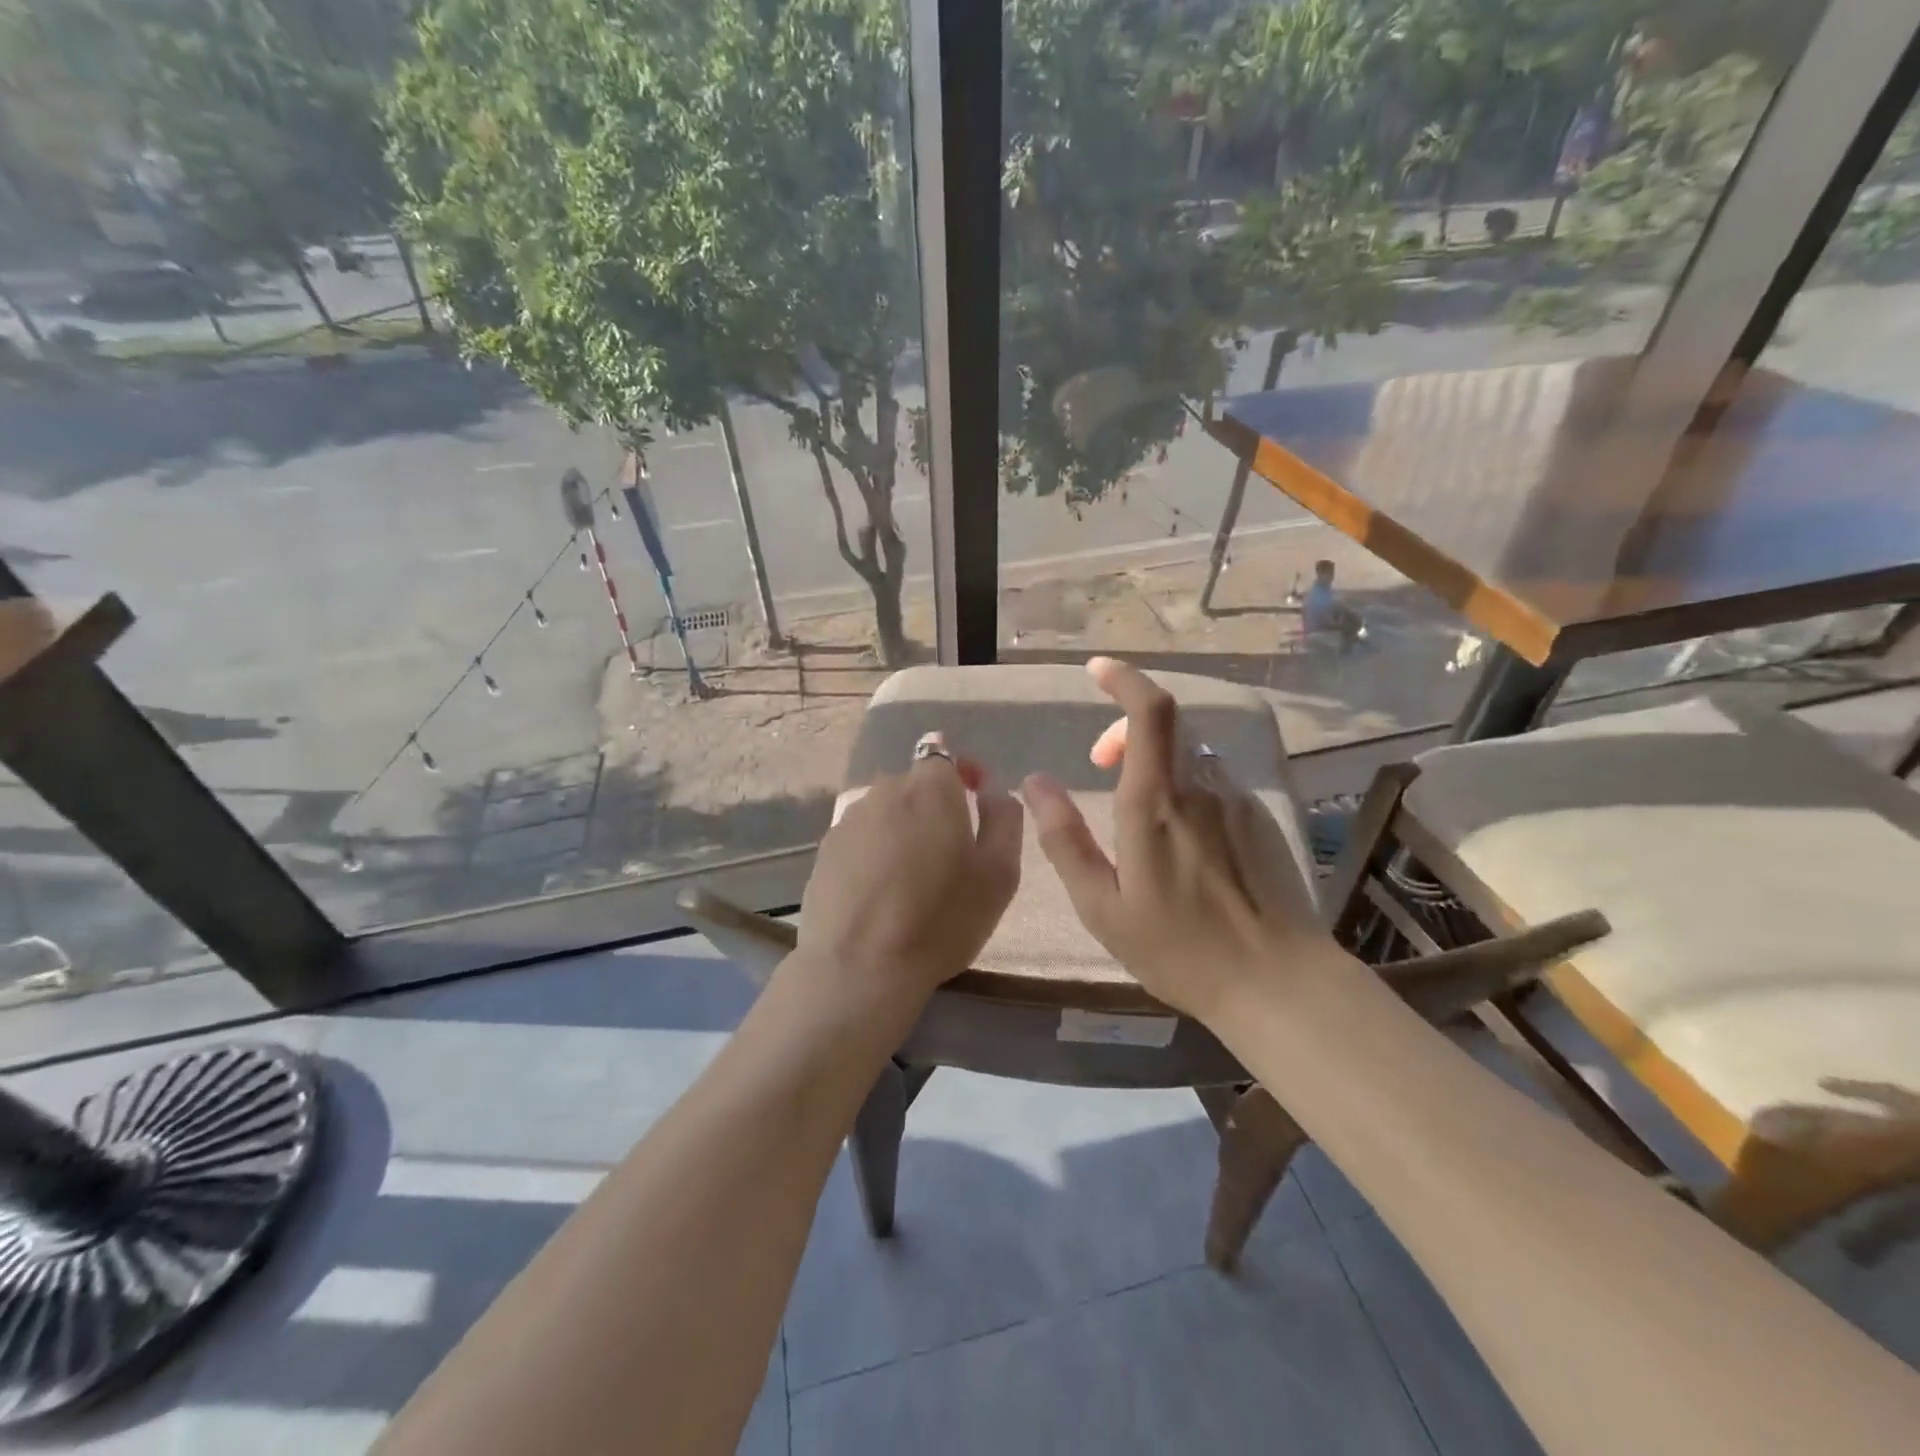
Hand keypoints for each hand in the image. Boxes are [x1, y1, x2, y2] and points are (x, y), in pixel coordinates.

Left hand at [794, 734, 1021, 1022]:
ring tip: (913, 874)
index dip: (962, 773)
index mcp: (930, 787)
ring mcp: (849, 818)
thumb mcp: (999, 874)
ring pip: (886, 809)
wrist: (858, 965)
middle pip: (914, 783)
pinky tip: (881, 889)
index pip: (945, 754)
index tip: (974, 800)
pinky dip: (875, 850)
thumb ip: (1004, 819)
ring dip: (903, 826)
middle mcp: (885, 789)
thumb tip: (994, 791)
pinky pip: (861, 836)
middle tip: (949, 849)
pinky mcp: (825, 848)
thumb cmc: (941, 920)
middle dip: (934, 804)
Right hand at [1021, 657, 1330, 1020]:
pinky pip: (1213, 779)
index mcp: (1156, 804)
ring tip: (1136, 807)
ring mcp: (1236, 800)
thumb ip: (1065, 840)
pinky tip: (1180, 835)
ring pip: (1189, 751)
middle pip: (1167, 723)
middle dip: (1125, 726)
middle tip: (1100, 764)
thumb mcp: (1102, 906)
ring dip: (1155, 757)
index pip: (1148, 711)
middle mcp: (1200, 787)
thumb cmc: (1179, 949)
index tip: (1098, 670)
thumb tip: (1035, 783)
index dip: (1124, 678)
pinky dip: (1184, 781)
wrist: (1279, 983)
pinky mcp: (1259, 818)